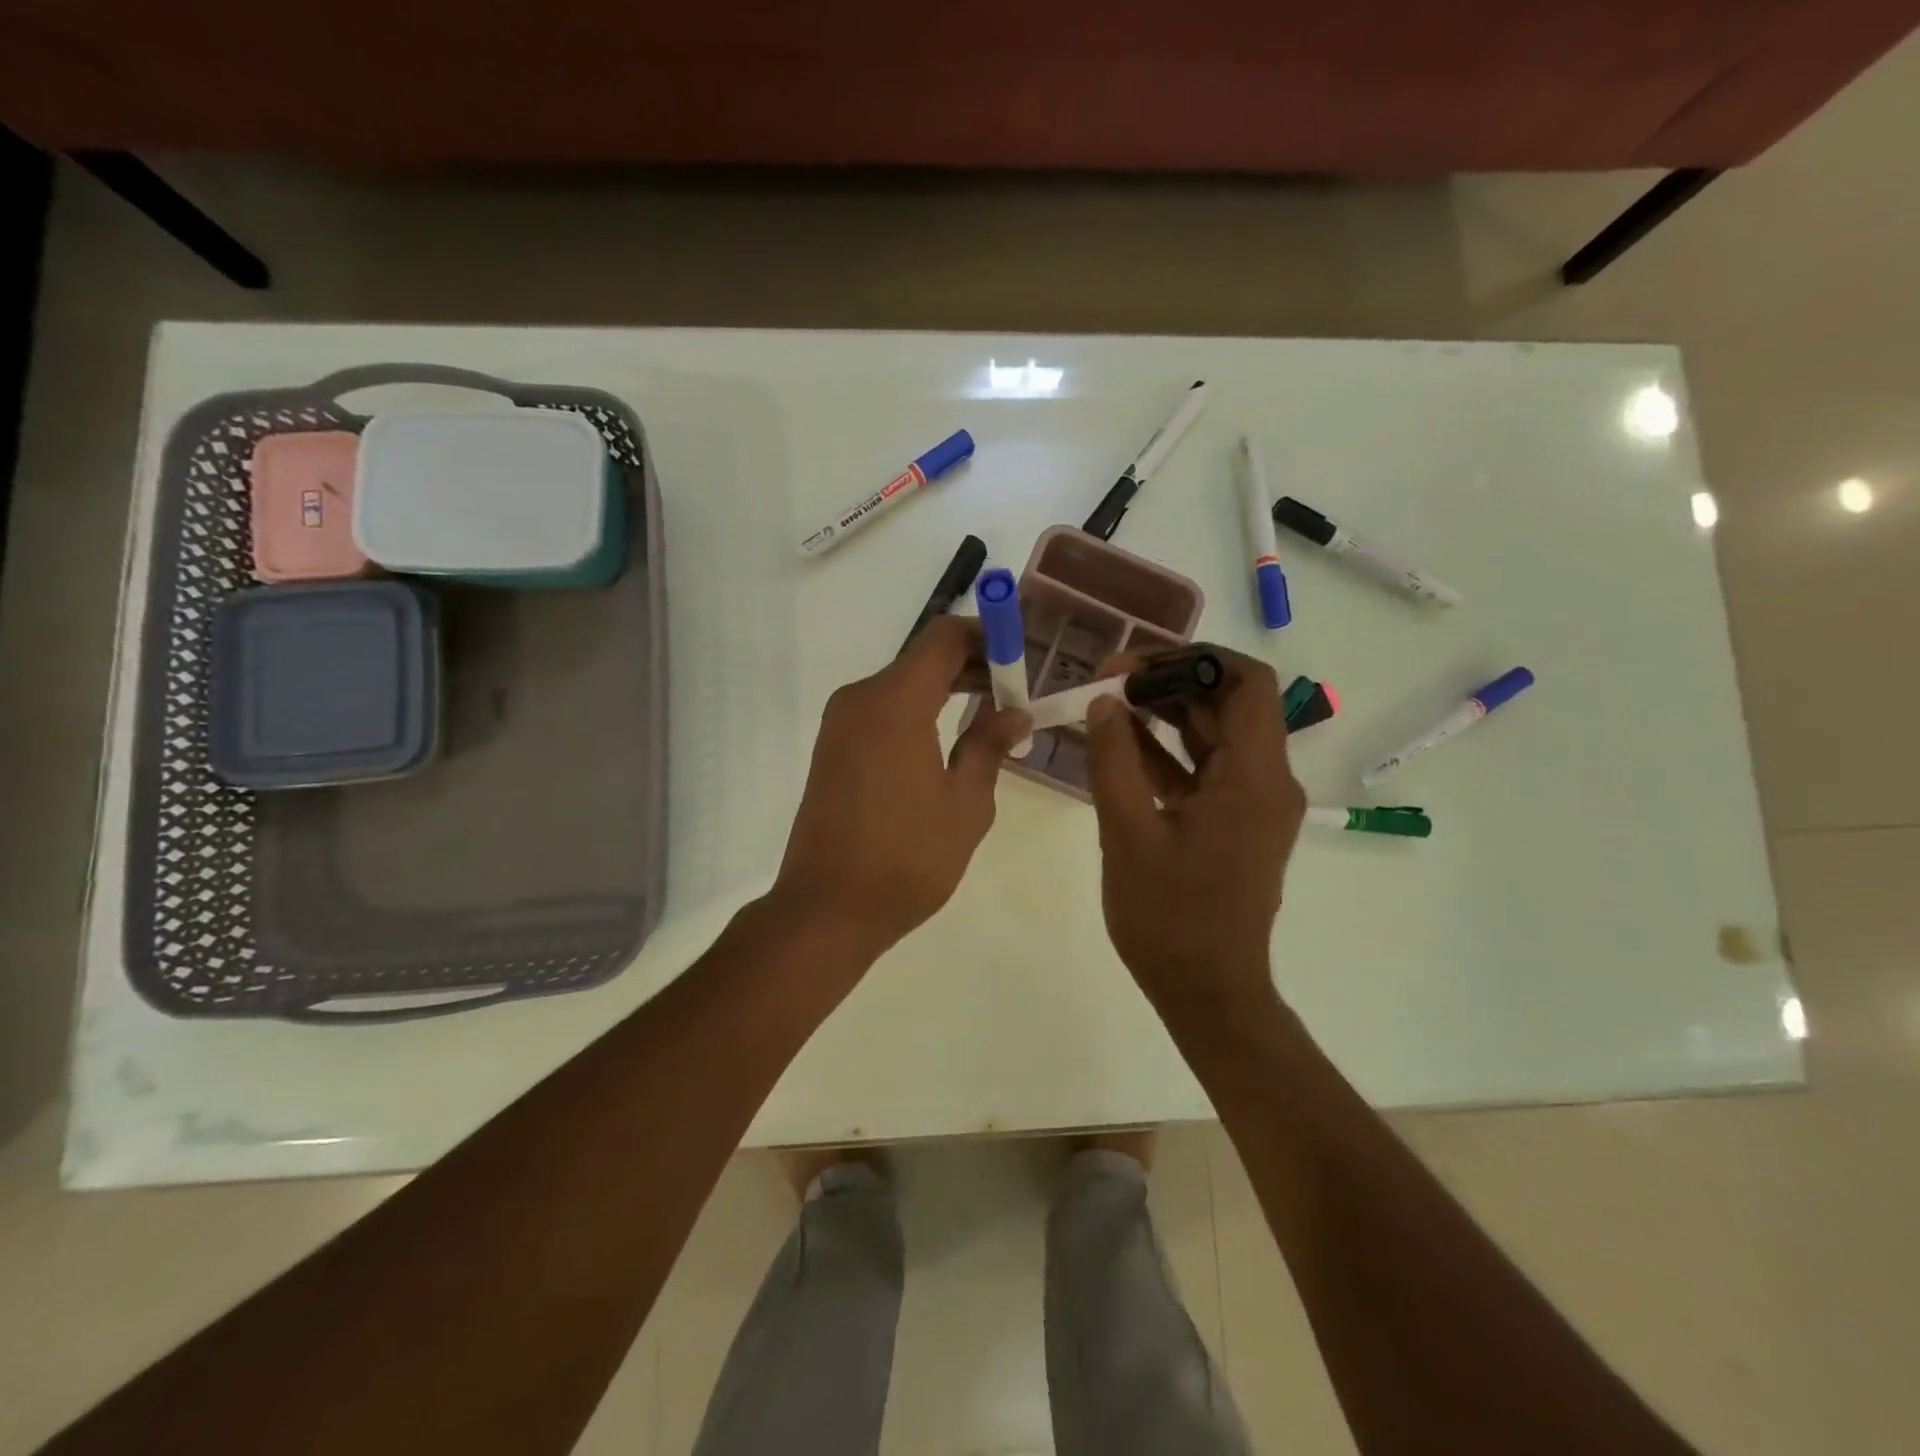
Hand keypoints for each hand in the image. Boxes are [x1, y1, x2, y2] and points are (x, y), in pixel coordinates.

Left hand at [769, 615, 1029, 963]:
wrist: (828, 908)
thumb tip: (1015, 713)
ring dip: (947, 690)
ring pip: (903, 684)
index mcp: (895, 702)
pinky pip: (882, 711)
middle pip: (924, 658)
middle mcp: (861, 698)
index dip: (988, 637)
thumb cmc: (908, 857)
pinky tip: (948, 740)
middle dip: (973, 666)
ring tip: (992, 718)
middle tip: (1016, 694)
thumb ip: (990, 745)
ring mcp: (840, 723)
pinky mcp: (832, 748)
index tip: (1022, 659)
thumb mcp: (966, 803)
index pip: (945, 637)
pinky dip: (919, 712)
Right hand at [1084, 647, 1304, 1006]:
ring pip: (1215, 735)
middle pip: (1228, 704)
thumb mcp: (1128, 834)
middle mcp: (1267, 781)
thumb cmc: (1170, 918)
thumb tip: (1104, 702)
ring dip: (1164, 716)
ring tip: (1107, 707)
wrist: (1209, 992)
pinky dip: (1167, 754)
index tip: (1134, 665)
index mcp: (1255, 778)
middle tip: (1108, 682)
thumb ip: (1113, 761)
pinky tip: (1119, 748)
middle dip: (1169, 684)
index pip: (1246, 683)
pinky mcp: (1235, 823)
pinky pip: (1205, 770)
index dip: (1194, 659)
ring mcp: (1253, 803)